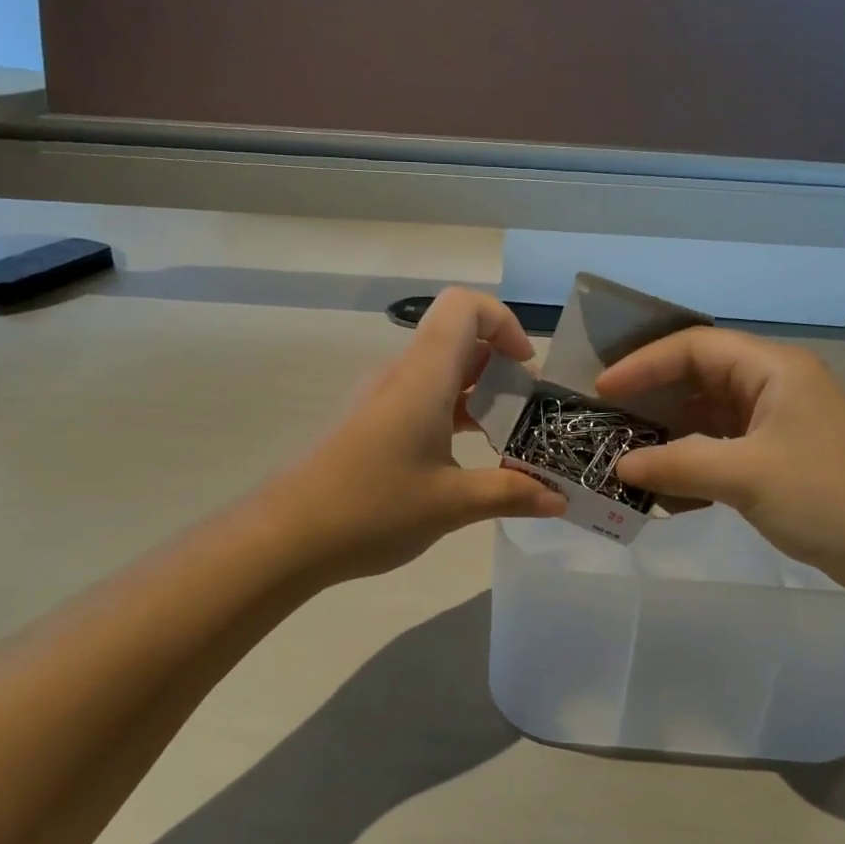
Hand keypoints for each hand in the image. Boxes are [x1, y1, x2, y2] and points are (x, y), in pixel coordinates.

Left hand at [260, 288, 566, 584]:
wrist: (285, 536)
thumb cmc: (372, 509)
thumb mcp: (451, 505)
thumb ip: (511, 494)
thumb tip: (560, 500)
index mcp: (422, 376)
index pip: (464, 306)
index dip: (504, 322)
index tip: (526, 371)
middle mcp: (400, 375)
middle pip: (456, 337)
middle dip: (501, 366)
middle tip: (528, 412)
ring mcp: (380, 399)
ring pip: (439, 372)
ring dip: (477, 394)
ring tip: (506, 439)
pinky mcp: (368, 423)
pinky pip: (420, 399)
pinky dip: (451, 415)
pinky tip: (465, 459)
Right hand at [595, 328, 844, 596]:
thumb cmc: (828, 497)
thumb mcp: (746, 476)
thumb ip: (678, 464)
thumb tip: (621, 467)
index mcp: (773, 369)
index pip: (695, 347)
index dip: (644, 363)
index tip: (603, 389)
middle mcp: (773, 386)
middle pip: (699, 376)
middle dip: (651, 396)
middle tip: (606, 418)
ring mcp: (776, 423)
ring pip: (707, 413)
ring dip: (668, 432)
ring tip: (624, 450)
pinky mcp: (777, 457)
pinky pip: (721, 447)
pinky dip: (690, 460)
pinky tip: (662, 485)